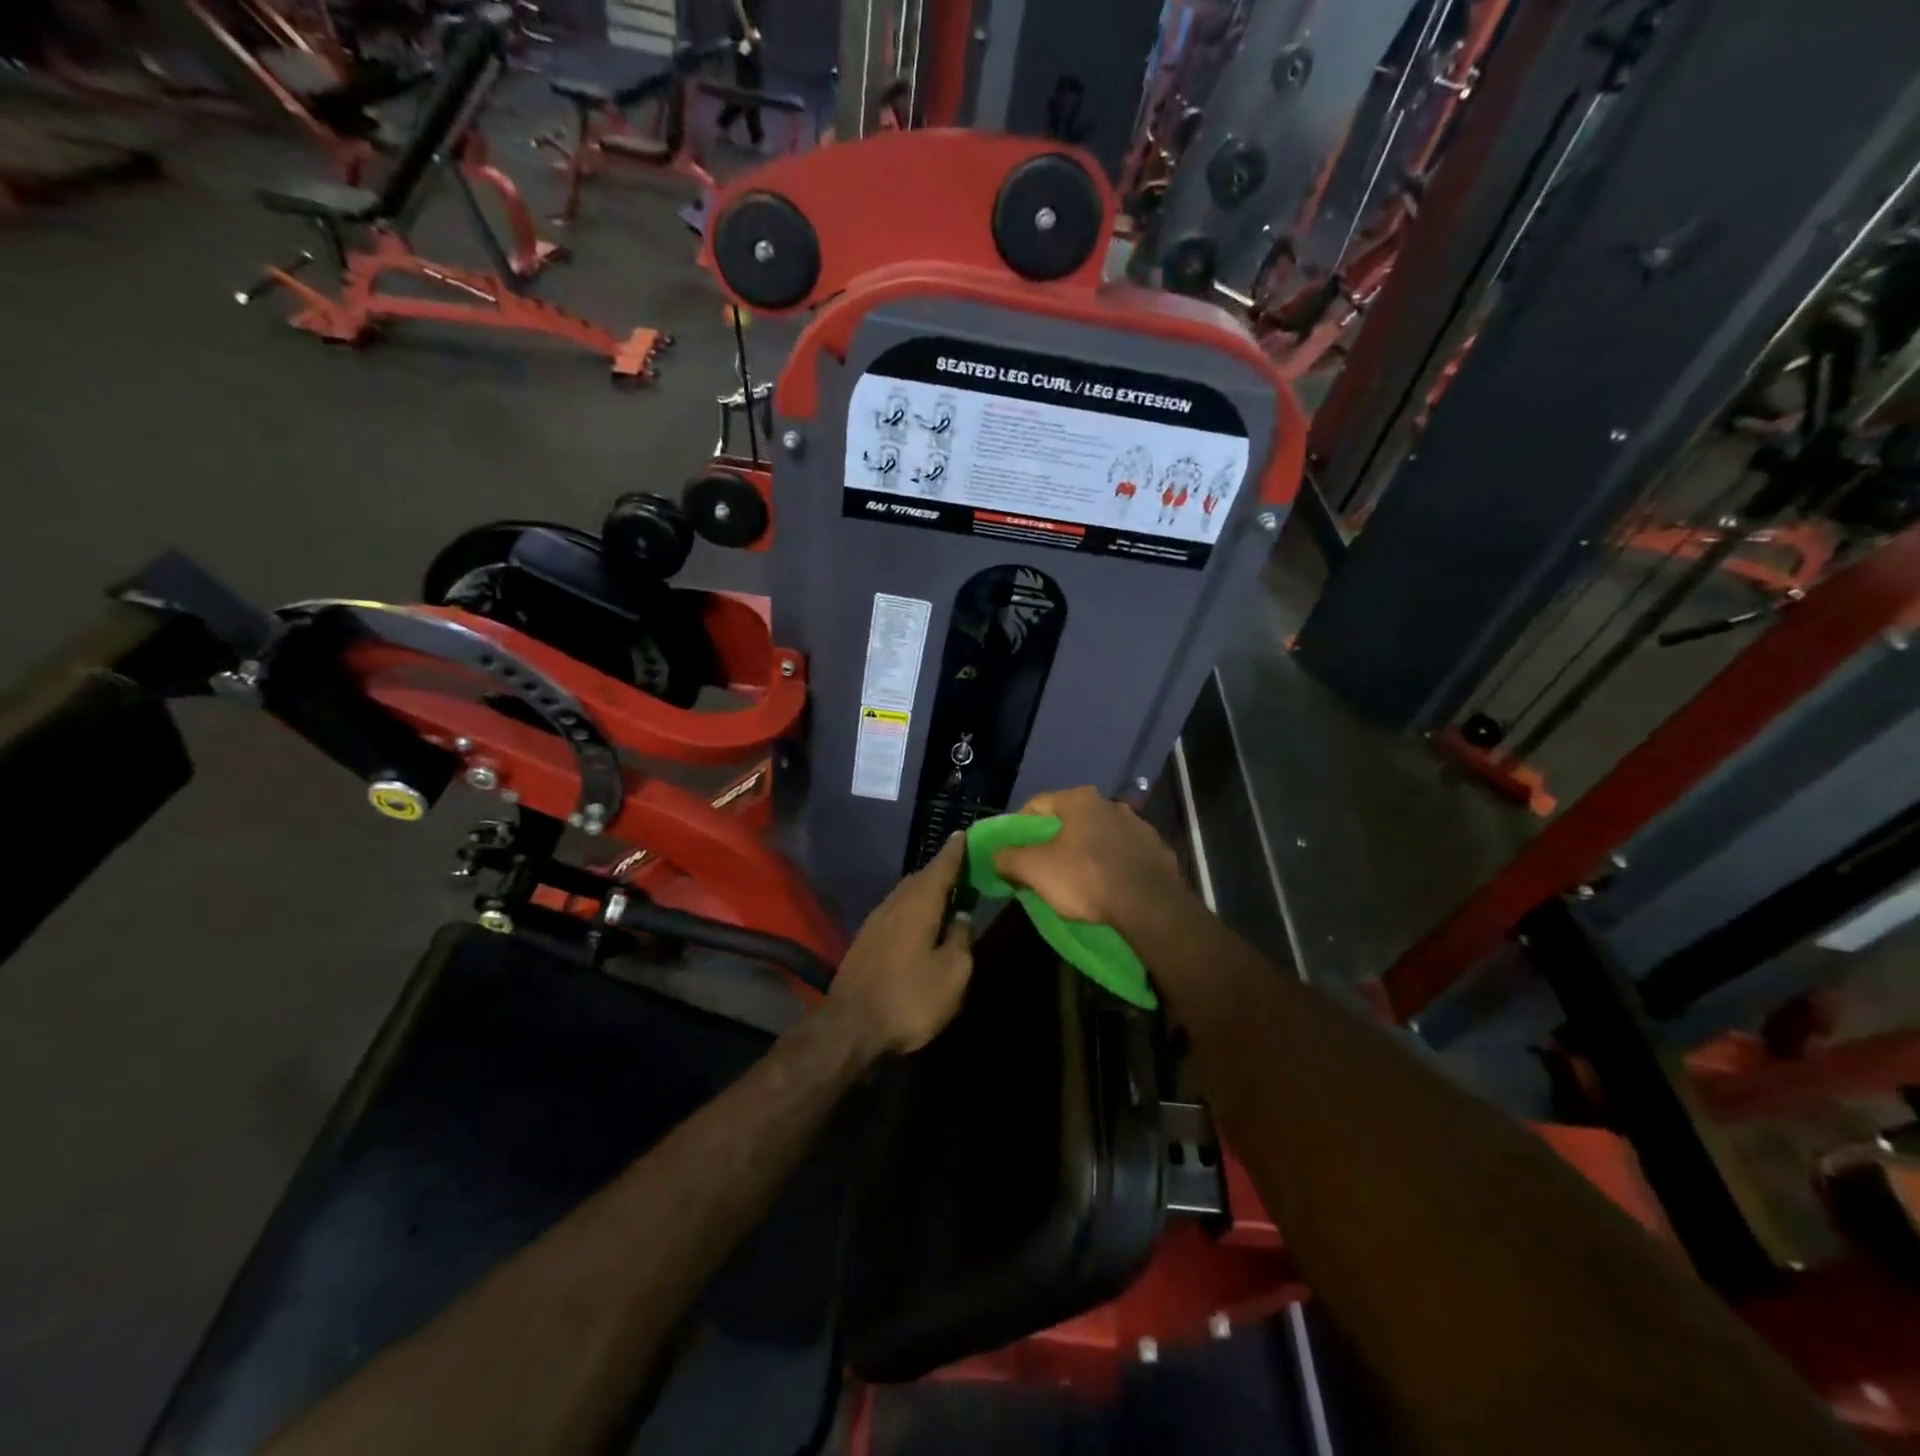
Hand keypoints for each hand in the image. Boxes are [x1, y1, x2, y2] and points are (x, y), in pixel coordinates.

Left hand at [827, 834, 973, 1055]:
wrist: (849, 1027)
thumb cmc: (909, 998)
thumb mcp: (952, 974)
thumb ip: (961, 939)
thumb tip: (962, 917)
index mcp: (919, 904)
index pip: (941, 867)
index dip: (955, 851)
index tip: (964, 833)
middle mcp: (895, 904)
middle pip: (921, 878)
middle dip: (943, 872)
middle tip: (964, 871)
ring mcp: (876, 921)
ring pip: (906, 894)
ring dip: (927, 891)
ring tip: (947, 897)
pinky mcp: (865, 940)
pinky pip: (896, 911)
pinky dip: (913, 908)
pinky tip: (921, 924)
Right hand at [992, 787, 1185, 929]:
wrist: (1150, 906)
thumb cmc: (1086, 878)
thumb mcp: (1035, 870)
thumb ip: (1008, 858)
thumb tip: (995, 855)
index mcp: (1080, 800)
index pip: (1037, 805)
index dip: (1018, 828)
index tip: (1013, 851)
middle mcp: (1111, 804)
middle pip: (1069, 820)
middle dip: (1053, 841)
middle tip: (1041, 867)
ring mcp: (1139, 826)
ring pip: (1098, 836)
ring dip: (1084, 852)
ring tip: (1076, 880)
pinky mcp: (1157, 850)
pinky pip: (1123, 854)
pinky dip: (1111, 865)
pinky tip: (1107, 886)